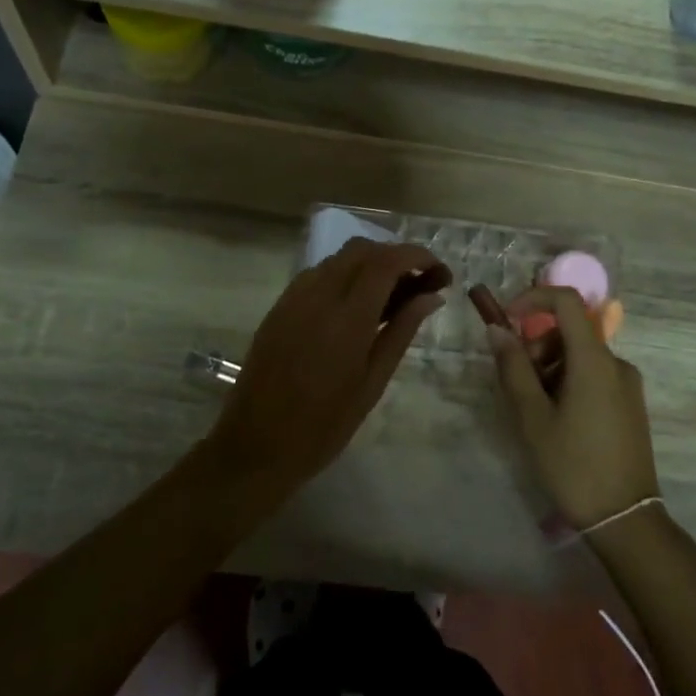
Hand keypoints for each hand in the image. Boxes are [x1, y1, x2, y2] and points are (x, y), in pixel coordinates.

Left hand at [208, 239, 449, 499]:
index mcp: (347, 317)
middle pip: (362, 250)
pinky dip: (344, 276)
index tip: (439, 271)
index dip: (417, 257)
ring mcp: (293, 298)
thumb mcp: (373, 382)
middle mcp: (318, 295)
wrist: (256, 446)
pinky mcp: (279, 307)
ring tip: (391, 296)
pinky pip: (317, 275)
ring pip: (338, 258)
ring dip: (369, 264)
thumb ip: (402, 331)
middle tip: (419, 284)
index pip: (386, 262)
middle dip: (395, 256)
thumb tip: (432, 296)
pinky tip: (355, 306)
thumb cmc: (324, 425)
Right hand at [485, 286, 658, 528]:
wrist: (625, 519)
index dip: (533, 299)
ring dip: (550, 368)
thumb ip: (513, 368)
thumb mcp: (532, 417)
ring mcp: (628, 383)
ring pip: (580, 355)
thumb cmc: (573, 465)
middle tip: (519, 385)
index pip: (566, 301)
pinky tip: (559, 421)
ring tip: (537, 411)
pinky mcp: (631, 403)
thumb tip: (497, 330)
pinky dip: (569, 382)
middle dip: (536, 346)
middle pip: (570, 330)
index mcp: (594, 360)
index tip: (507, 322)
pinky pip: (594, 374)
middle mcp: (616, 362)